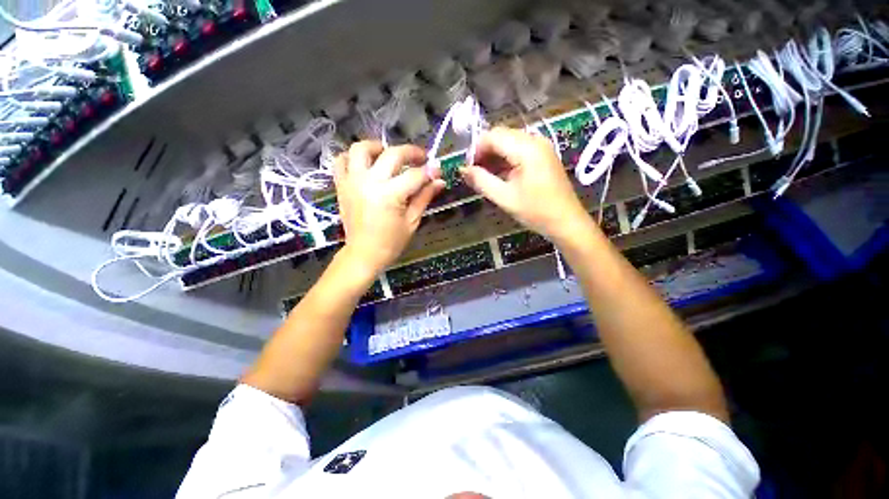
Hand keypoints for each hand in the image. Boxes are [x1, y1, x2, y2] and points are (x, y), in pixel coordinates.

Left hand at [334, 141, 445, 273]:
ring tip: (389, 155)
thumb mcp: (412, 221)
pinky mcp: (341, 185)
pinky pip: (341, 161)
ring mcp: (352, 181)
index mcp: (390, 195)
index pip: (415, 175)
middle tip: (421, 158)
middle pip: (392, 155)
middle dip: (411, 152)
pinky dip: (352, 157)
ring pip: (361, 149)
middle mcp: (370, 182)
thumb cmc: (391, 242)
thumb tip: (439, 181)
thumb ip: (424, 197)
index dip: (429, 171)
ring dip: (378, 147)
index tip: (438, 170)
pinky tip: (365, 163)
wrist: (363, 253)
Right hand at [460, 127, 592, 243]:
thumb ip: (481, 181)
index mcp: (526, 148)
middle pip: (501, 136)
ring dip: (494, 156)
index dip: (476, 149)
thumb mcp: (504, 198)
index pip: (493, 136)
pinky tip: (500, 175)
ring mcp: (541, 147)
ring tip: (485, 176)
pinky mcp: (543, 156)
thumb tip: (462, 170)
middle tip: (474, 173)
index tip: (467, 168)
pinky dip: (506, 159)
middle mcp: (535, 140)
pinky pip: (519, 150)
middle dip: (484, 152)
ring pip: (509, 142)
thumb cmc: (536, 211)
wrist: (566, 222)